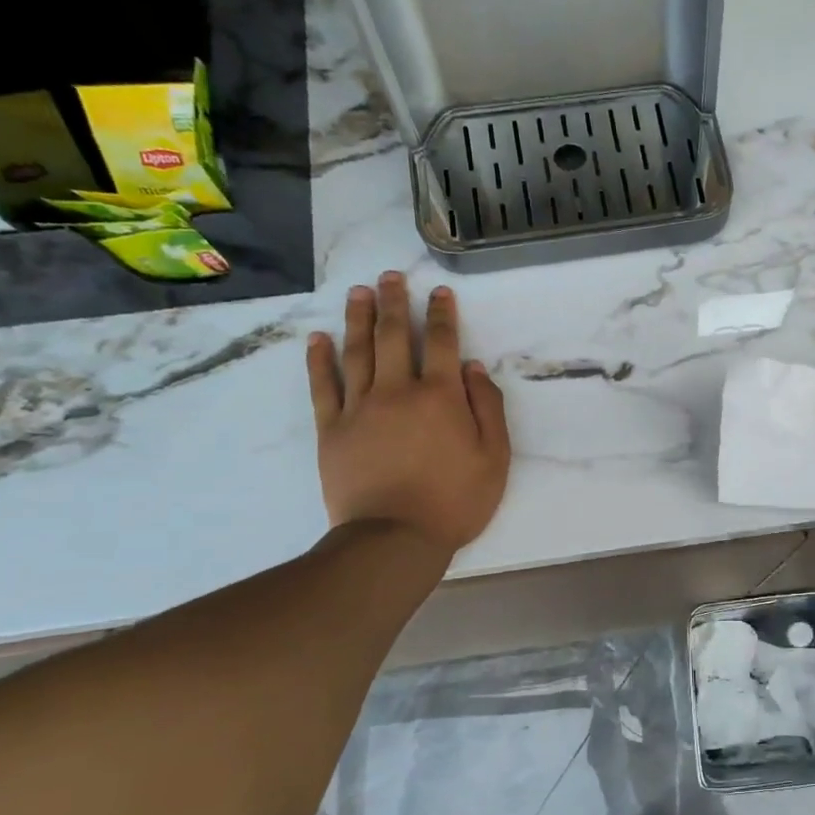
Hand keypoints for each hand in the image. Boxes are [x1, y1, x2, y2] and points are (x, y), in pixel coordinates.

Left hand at [306, 272, 509, 550]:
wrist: (394, 538)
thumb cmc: (455, 501)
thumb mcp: (495, 459)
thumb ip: (488, 408)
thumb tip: (473, 368)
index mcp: (441, 397)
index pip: (443, 343)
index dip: (443, 315)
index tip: (440, 293)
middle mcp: (398, 391)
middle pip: (395, 336)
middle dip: (395, 302)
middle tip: (390, 276)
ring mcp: (360, 408)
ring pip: (357, 351)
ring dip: (359, 318)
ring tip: (359, 292)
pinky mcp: (331, 429)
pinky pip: (323, 385)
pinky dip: (320, 359)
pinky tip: (319, 339)